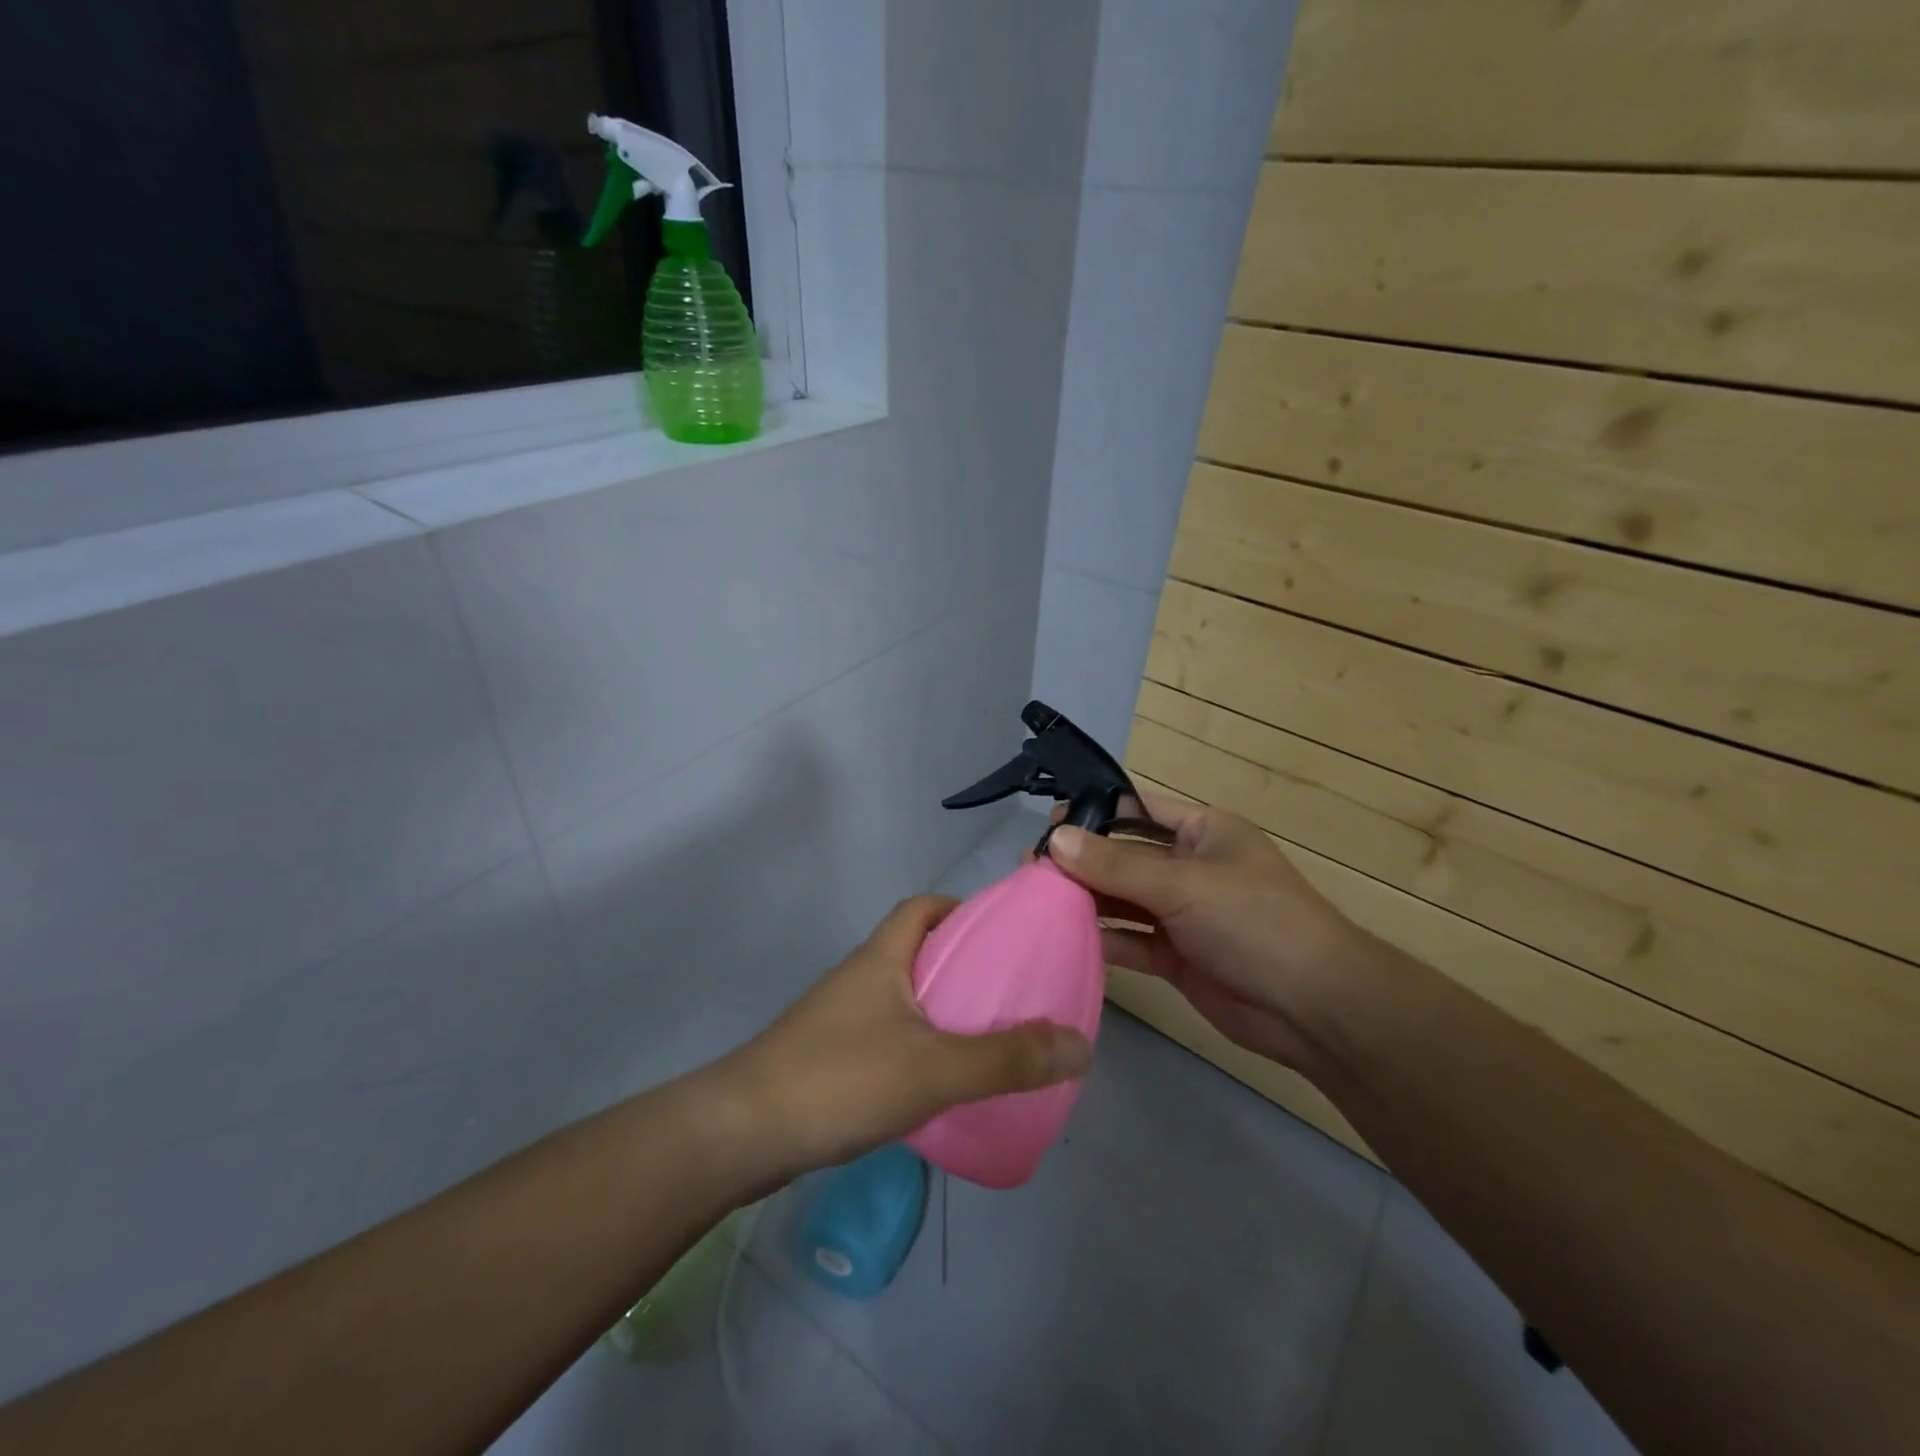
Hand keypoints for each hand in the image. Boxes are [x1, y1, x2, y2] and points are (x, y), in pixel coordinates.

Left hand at [724, 896, 1092, 1176]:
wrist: (742, 1134)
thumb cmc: (840, 1079)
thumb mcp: (934, 1067)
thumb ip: (1008, 1058)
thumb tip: (1081, 1044)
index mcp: (882, 957)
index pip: (922, 906)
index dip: (961, 908)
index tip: (1002, 932)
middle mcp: (860, 976)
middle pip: (916, 950)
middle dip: (961, 962)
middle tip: (1008, 992)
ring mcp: (839, 1017)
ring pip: (902, 996)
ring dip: (940, 1007)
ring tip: (986, 1037)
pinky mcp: (829, 1057)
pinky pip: (886, 1034)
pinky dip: (918, 1044)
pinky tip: (939, 1083)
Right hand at [1048, 794, 1361, 1073]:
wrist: (1313, 1007)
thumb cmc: (1254, 921)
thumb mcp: (1183, 884)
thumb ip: (1116, 864)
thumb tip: (1055, 839)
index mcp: (1203, 832)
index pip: (1140, 810)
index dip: (1096, 812)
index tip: (1049, 820)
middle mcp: (1190, 868)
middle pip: (1125, 856)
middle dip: (1082, 860)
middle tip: (1030, 865)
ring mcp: (1183, 914)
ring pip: (1124, 900)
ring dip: (1087, 900)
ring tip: (1036, 898)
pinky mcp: (1177, 956)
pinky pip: (1132, 941)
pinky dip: (1103, 939)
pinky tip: (1066, 937)